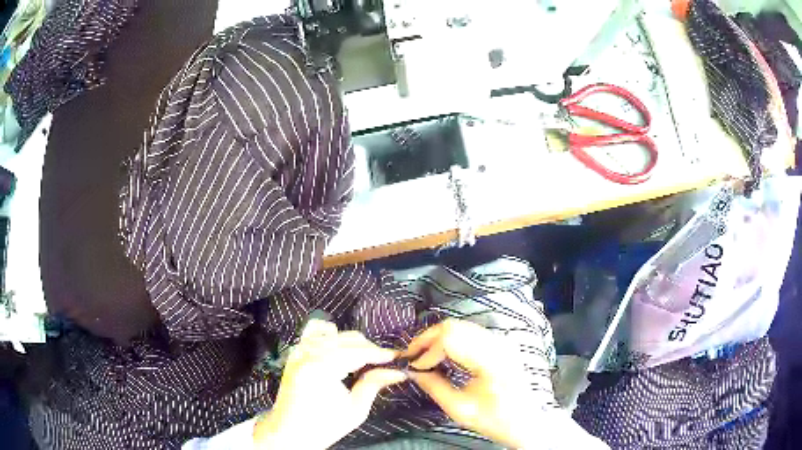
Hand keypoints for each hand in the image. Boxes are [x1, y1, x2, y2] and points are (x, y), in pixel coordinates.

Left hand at [254, 320, 406, 448]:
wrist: (289, 432)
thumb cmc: (323, 425)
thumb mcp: (355, 410)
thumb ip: (374, 384)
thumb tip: (398, 371)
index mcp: (321, 368)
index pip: (358, 352)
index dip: (380, 353)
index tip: (398, 357)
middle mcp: (308, 353)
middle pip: (347, 339)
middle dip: (369, 349)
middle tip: (385, 363)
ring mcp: (299, 350)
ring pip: (334, 333)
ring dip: (352, 343)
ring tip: (364, 359)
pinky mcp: (295, 352)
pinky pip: (314, 332)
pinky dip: (330, 335)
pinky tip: (339, 349)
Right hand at [405, 319, 545, 448]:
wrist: (524, 421)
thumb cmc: (494, 419)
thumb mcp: (459, 409)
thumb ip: (434, 387)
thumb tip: (413, 372)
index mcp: (490, 361)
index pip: (450, 339)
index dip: (426, 351)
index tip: (413, 366)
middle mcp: (497, 344)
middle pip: (454, 326)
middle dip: (428, 339)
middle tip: (411, 355)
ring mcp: (501, 341)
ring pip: (461, 326)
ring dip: (438, 337)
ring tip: (423, 354)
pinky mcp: (501, 343)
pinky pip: (470, 332)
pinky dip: (451, 339)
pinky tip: (442, 353)